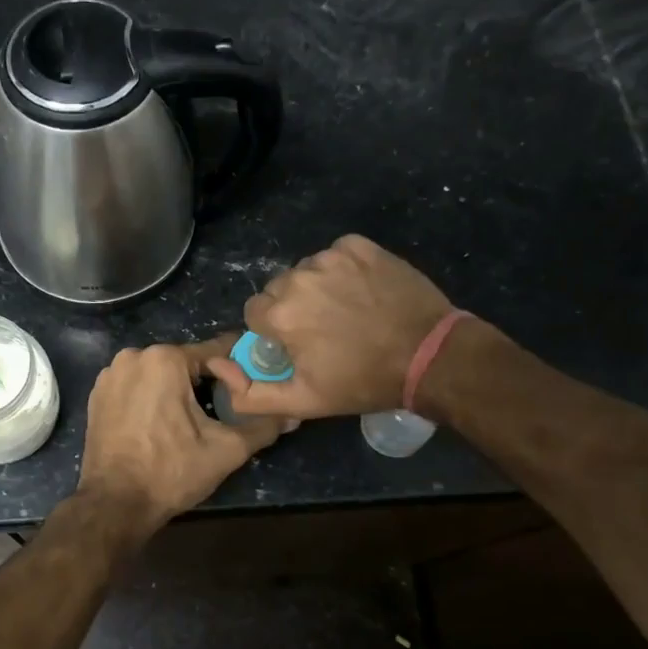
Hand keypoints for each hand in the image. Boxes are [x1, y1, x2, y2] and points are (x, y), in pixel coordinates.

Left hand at [76, 338, 286, 534]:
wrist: (114, 503)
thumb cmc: (171, 471)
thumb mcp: (225, 450)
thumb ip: (262, 427)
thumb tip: (292, 416)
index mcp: (164, 359)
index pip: (214, 352)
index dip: (236, 371)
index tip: (250, 388)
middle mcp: (133, 357)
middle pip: (184, 363)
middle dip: (205, 383)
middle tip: (222, 412)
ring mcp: (110, 375)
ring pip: (158, 375)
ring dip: (176, 391)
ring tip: (192, 422)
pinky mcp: (97, 395)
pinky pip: (135, 387)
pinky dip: (151, 399)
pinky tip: (161, 425)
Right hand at [212, 235, 457, 419]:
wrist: (430, 356)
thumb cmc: (362, 382)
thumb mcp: (303, 402)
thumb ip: (250, 394)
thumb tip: (217, 367)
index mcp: (279, 313)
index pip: (255, 313)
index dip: (274, 332)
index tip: (299, 346)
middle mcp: (298, 277)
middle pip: (279, 289)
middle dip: (293, 309)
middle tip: (326, 332)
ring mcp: (331, 257)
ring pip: (306, 271)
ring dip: (317, 288)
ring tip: (348, 312)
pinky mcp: (359, 246)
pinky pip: (335, 254)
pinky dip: (342, 270)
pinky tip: (362, 291)